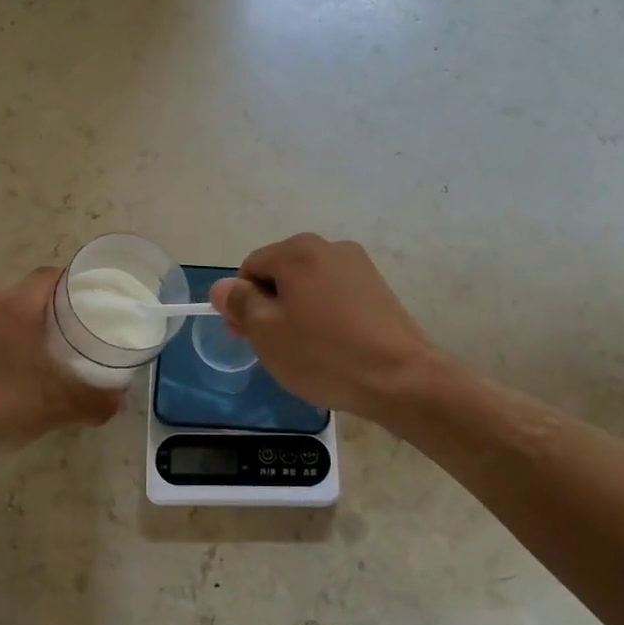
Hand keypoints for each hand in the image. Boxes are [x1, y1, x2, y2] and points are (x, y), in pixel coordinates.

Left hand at [0, 268, 121, 464]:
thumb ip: (94, 402)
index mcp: (15, 307)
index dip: (76, 283)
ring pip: (5, 316)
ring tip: (49, 355)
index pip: (51, 276)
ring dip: (27, 329)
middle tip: (79, 332)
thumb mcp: (56, 407)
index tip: (97, 300)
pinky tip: (12, 378)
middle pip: (29, 295)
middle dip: (55, 310)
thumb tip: (119, 401)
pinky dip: (4, 348)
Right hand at [210, 235, 440, 418]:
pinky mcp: (378, 288)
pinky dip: (325, 315)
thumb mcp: (267, 332)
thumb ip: (240, 303)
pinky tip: (332, 346)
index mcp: (297, 250)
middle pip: (281, 273)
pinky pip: (335, 296)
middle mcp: (329, 247)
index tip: (249, 337)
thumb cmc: (324, 354)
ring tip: (305, 351)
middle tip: (273, 349)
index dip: (242, 303)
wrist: (401, 378)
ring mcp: (358, 266)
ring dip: (297, 311)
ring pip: (309, 285)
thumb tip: (222, 286)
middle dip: (269, 306)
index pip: (250, 268)